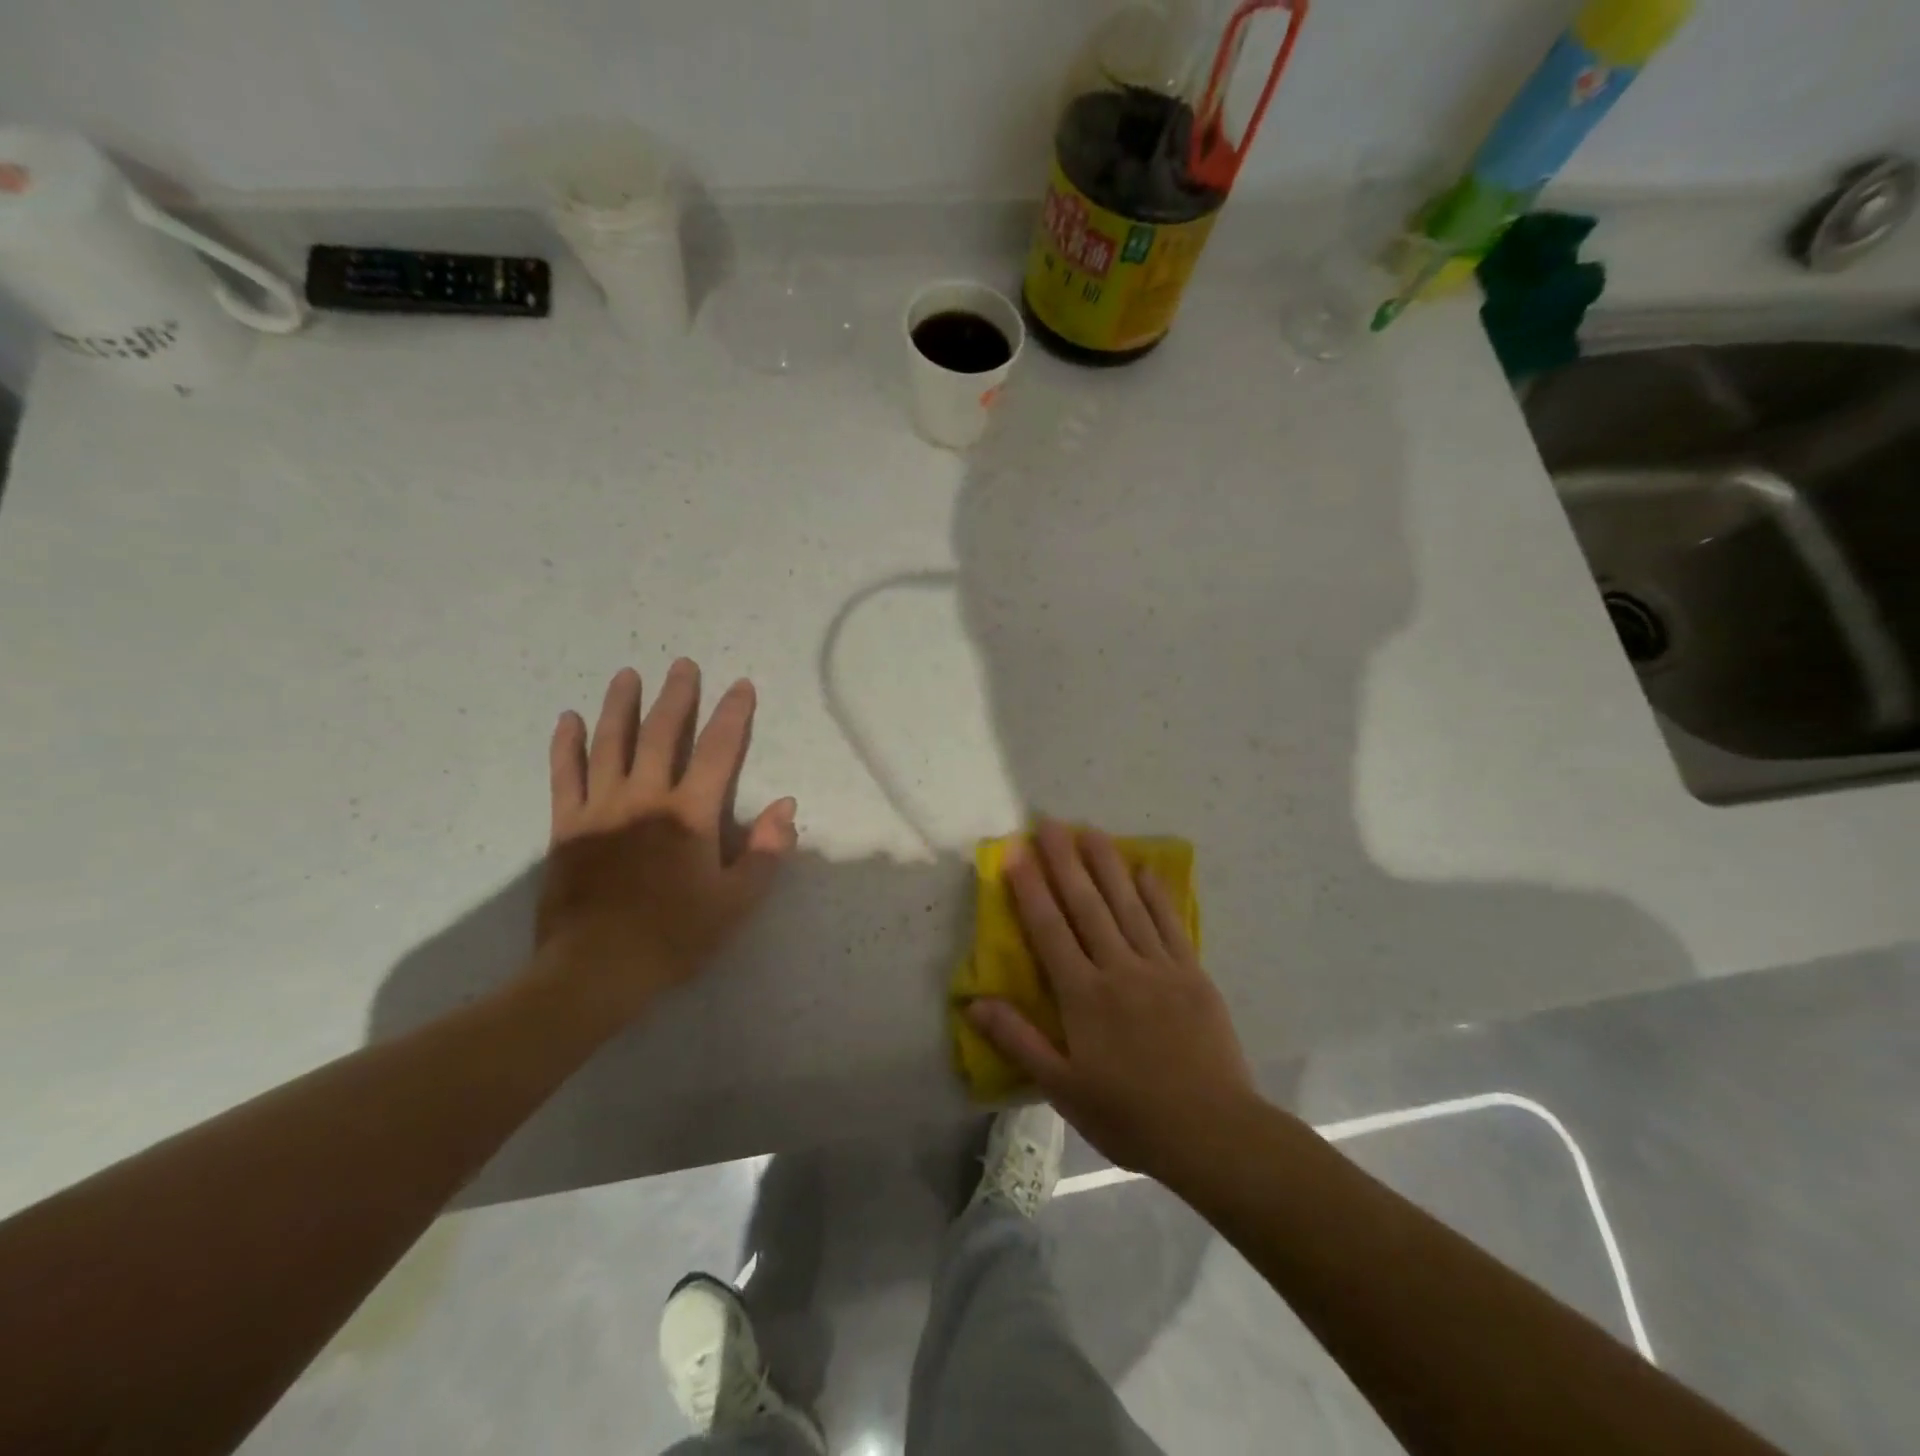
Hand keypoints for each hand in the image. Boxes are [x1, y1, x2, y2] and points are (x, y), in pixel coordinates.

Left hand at [529, 660, 797, 1023]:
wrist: (595, 970)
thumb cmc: (674, 935)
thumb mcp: (737, 901)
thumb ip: (766, 851)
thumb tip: (786, 806)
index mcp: (690, 814)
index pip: (719, 751)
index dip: (733, 715)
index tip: (741, 685)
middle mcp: (646, 798)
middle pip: (663, 734)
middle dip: (676, 696)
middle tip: (682, 665)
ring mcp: (601, 808)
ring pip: (611, 743)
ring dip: (621, 706)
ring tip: (627, 675)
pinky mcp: (566, 826)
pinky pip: (565, 775)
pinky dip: (566, 745)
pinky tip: (567, 719)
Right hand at [968, 819, 1257, 1178]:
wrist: (1213, 1133)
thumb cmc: (1130, 1115)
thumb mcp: (1063, 1088)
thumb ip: (1018, 1040)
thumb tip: (975, 1002)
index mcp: (1083, 996)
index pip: (1049, 929)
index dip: (1030, 889)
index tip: (1015, 853)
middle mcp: (1118, 968)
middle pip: (1086, 904)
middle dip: (1065, 861)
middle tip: (1050, 823)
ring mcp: (1159, 967)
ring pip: (1127, 904)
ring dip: (1107, 864)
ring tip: (1091, 831)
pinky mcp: (1192, 974)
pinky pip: (1170, 923)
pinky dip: (1156, 893)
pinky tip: (1146, 868)